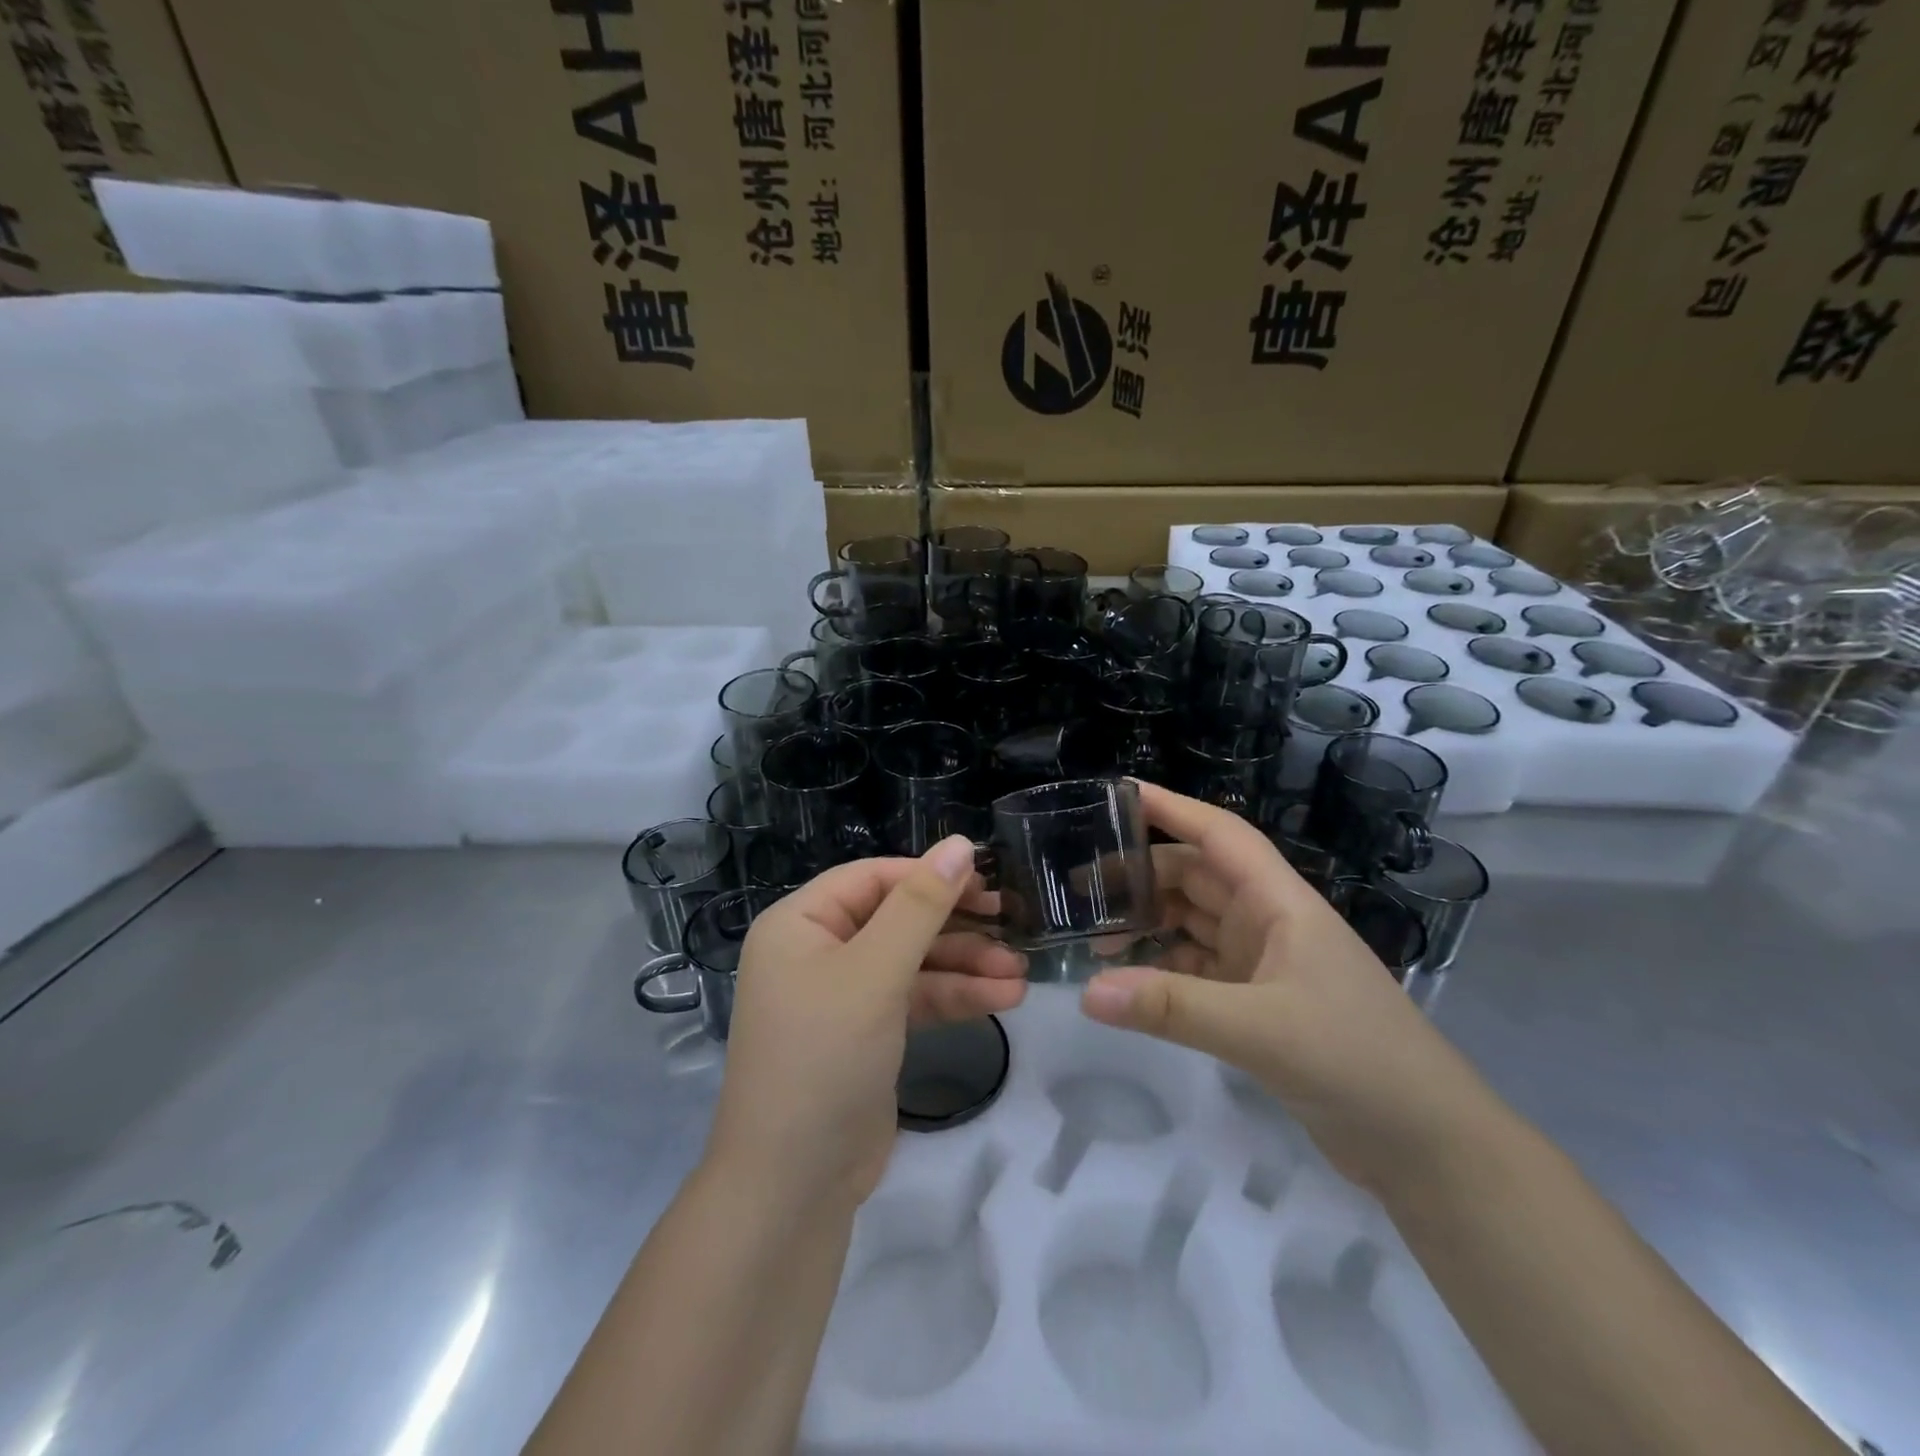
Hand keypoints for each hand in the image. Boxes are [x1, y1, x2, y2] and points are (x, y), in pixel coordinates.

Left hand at [705, 838, 1027, 1207]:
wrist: (793, 1185)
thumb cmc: (824, 1056)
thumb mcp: (875, 973)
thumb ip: (920, 907)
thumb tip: (960, 844)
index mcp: (799, 923)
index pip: (872, 878)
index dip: (929, 875)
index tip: (987, 879)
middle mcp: (818, 951)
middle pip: (897, 918)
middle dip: (955, 926)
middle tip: (1011, 921)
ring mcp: (843, 995)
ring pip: (912, 962)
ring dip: (965, 966)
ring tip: (1020, 972)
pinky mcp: (868, 1033)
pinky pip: (914, 999)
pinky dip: (954, 998)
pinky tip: (1004, 998)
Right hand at [1079, 782, 1482, 1190]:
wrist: (1429, 1147)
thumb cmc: (1357, 1060)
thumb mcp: (1261, 1029)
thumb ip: (1172, 1008)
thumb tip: (1087, 992)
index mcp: (1280, 903)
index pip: (1219, 835)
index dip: (1171, 808)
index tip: (1116, 795)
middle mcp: (1269, 922)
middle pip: (1196, 877)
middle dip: (1142, 873)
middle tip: (1079, 886)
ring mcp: (1264, 964)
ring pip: (1193, 922)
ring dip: (1149, 922)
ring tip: (1093, 933)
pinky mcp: (1258, 1004)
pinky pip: (1197, 969)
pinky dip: (1162, 967)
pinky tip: (1128, 980)